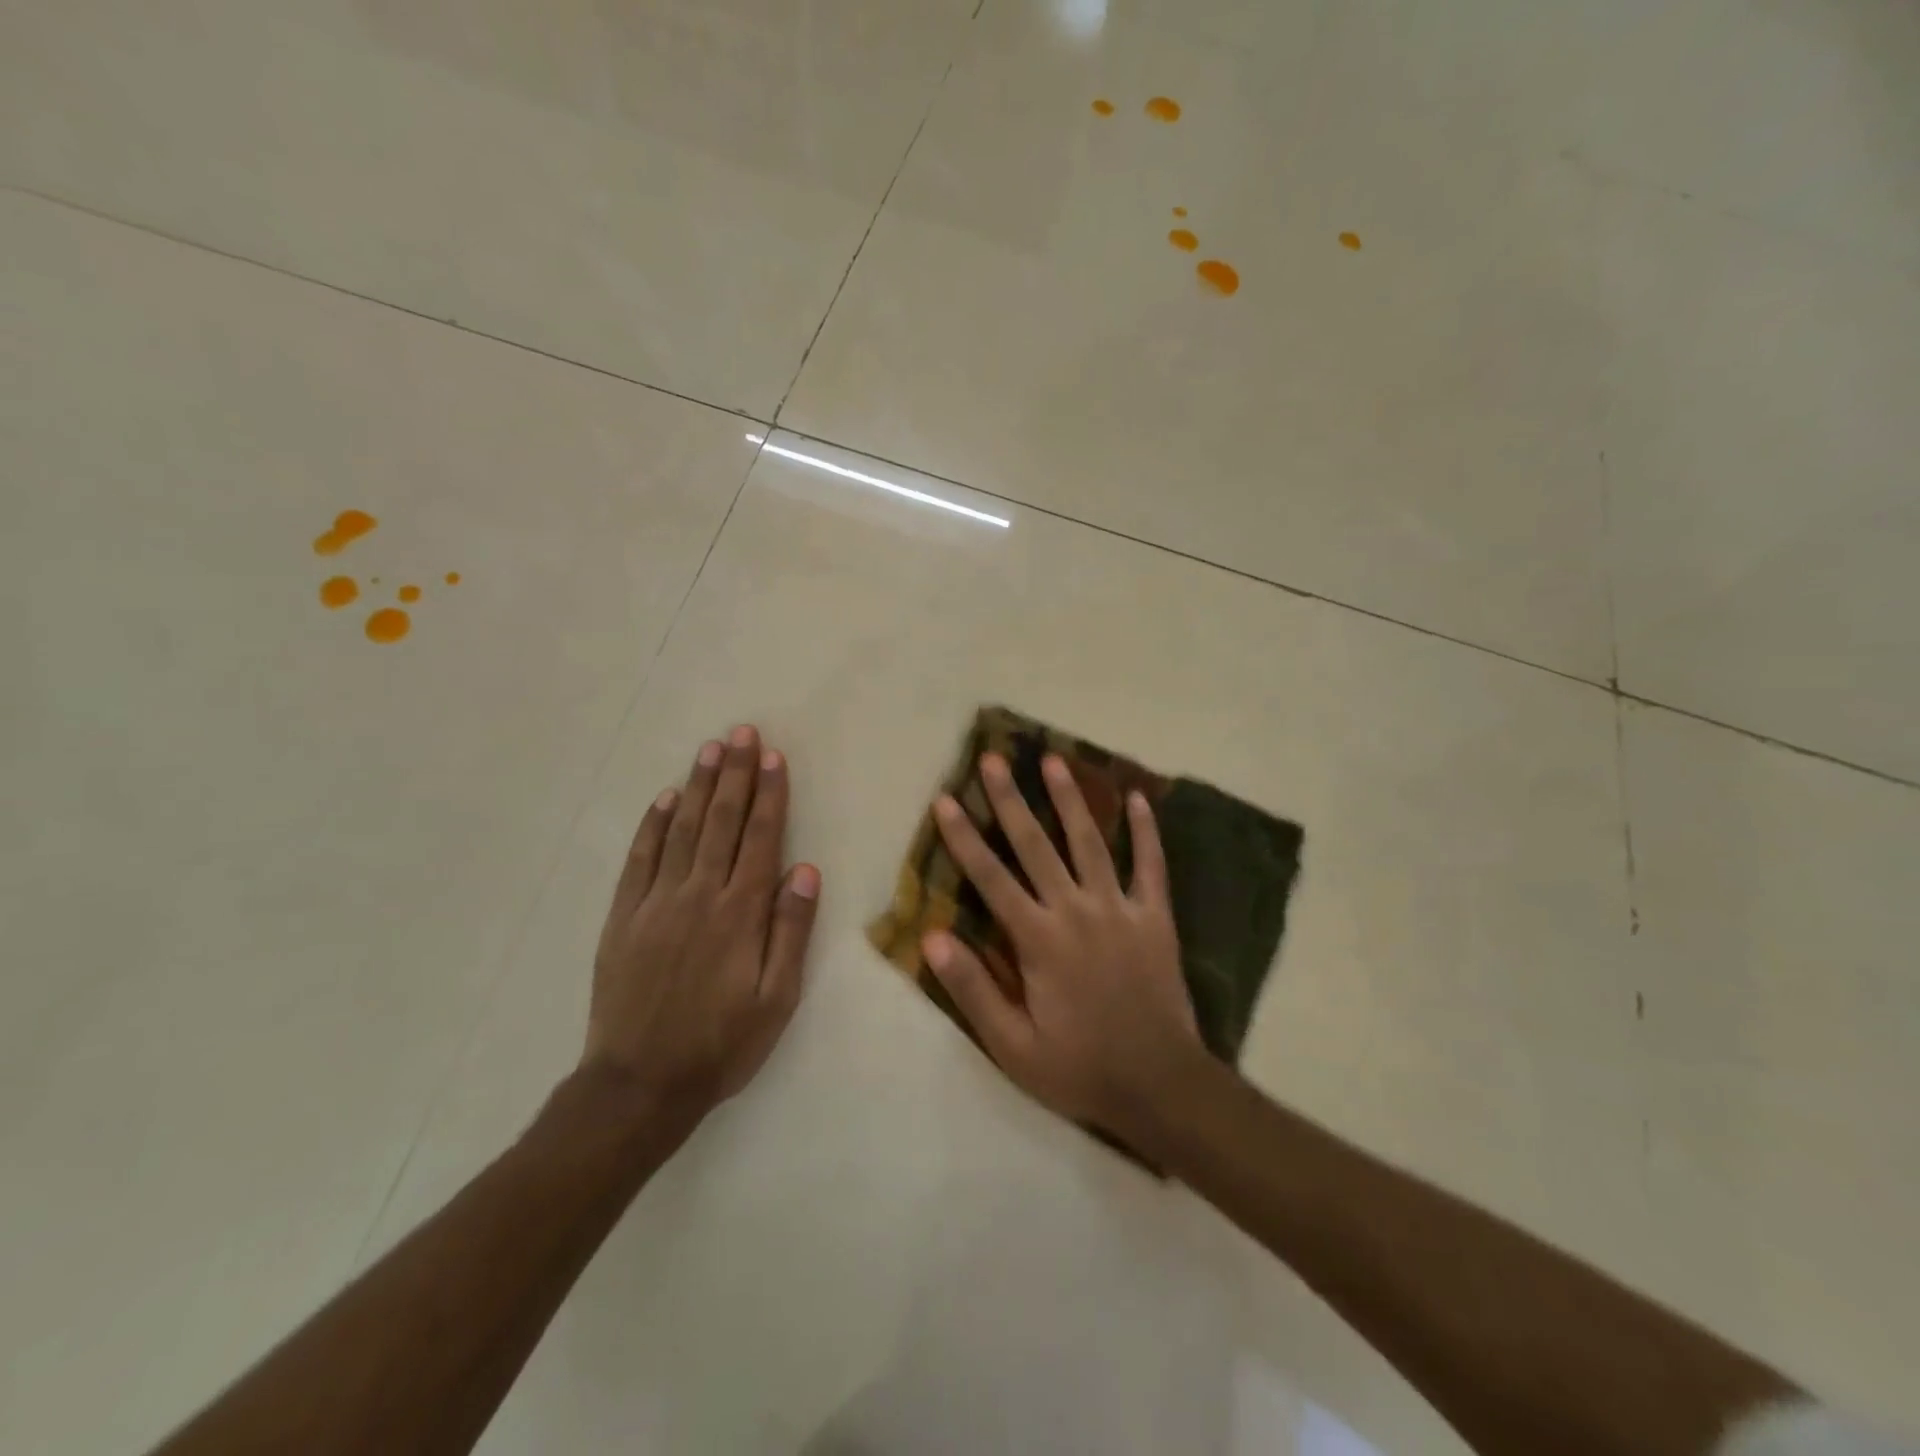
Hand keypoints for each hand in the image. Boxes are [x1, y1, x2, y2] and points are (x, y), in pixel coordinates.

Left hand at [583, 725, 820, 1124]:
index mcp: (740, 912)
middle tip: (742, 733)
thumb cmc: (722, 1044)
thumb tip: (804, 870)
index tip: (774, 757)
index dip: (770, 794)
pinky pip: (640, 859)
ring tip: (711, 749)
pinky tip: (666, 799)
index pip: (761, 838)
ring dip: (699, 786)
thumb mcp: (777, 998)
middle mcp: (699, 894)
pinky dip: (654, 824)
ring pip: (683, 829)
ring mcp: (656, 902)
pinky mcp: (623, 917)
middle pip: (722, 822)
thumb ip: (791, 930)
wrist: (640, 1084)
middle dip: (736, 774)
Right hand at [924, 752, 1200, 1140]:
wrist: (1161, 1085)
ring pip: (1090, 842)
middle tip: (993, 758)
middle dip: (1010, 800)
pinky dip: (1146, 832)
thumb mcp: (1013, 1046)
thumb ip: (973, 990)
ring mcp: (1120, 909)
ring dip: (1070, 799)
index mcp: (1038, 939)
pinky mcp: (1156, 918)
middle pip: (1036, 845)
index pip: (991, 878)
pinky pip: (1152, 866)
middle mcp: (1076, 910)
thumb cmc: (1080, 1067)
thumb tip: (934, 938)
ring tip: (1054, 760)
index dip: (964, 837)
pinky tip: (1140, 799)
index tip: (946, 800)